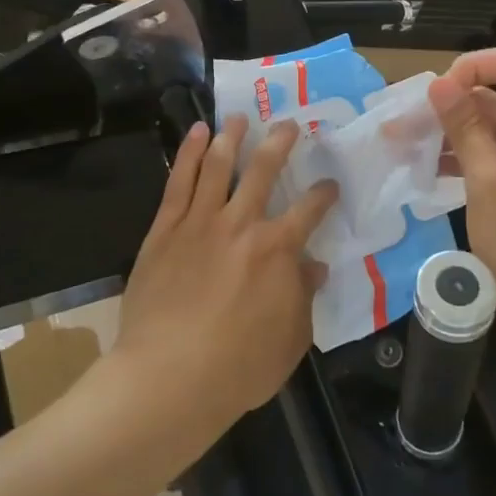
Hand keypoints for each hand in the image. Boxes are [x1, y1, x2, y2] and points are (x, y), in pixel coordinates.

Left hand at [114, 117, 337, 429]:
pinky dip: (188, 152)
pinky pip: (179, 181)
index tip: (330, 185)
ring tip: (239, 118)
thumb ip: (304, 296)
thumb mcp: (291, 339)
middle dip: (280, 143)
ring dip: (232, 137)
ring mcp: (200, 222)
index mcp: (278, 249)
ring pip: (218, 165)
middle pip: (264, 170)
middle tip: (288, 124)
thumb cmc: (238, 367)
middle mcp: (242, 224)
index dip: (324, 193)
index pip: (310, 209)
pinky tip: (196, 132)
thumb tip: (315, 266)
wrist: (169, 377)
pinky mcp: (165, 229)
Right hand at [429, 48, 495, 365]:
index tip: (437, 92)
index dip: (474, 66)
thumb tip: (439, 82)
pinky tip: (434, 173)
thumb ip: (464, 126)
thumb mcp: (488, 179)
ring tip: (407, 147)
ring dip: (455, 135)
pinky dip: (471, 160)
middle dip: (452, 106)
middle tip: (402, 124)